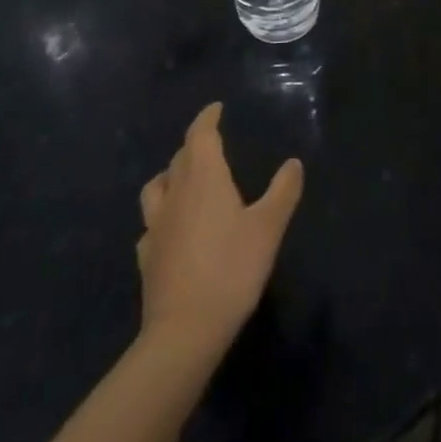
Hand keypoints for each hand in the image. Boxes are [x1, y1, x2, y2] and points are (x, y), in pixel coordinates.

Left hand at [137, 103, 303, 360]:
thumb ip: (283, 191)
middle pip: (179, 158)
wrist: (184, 332)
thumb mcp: (269, 227)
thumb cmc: (231, 269)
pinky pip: (151, 226)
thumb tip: (293, 163)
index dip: (207, 119)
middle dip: (194, 146)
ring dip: (170, 177)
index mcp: (204, 178)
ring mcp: (155, 227)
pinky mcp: (147, 258)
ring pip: (156, 188)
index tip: (216, 109)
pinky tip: (172, 230)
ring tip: (185, 182)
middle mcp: (175, 194)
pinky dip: (162, 217)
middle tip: (211, 144)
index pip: (200, 135)